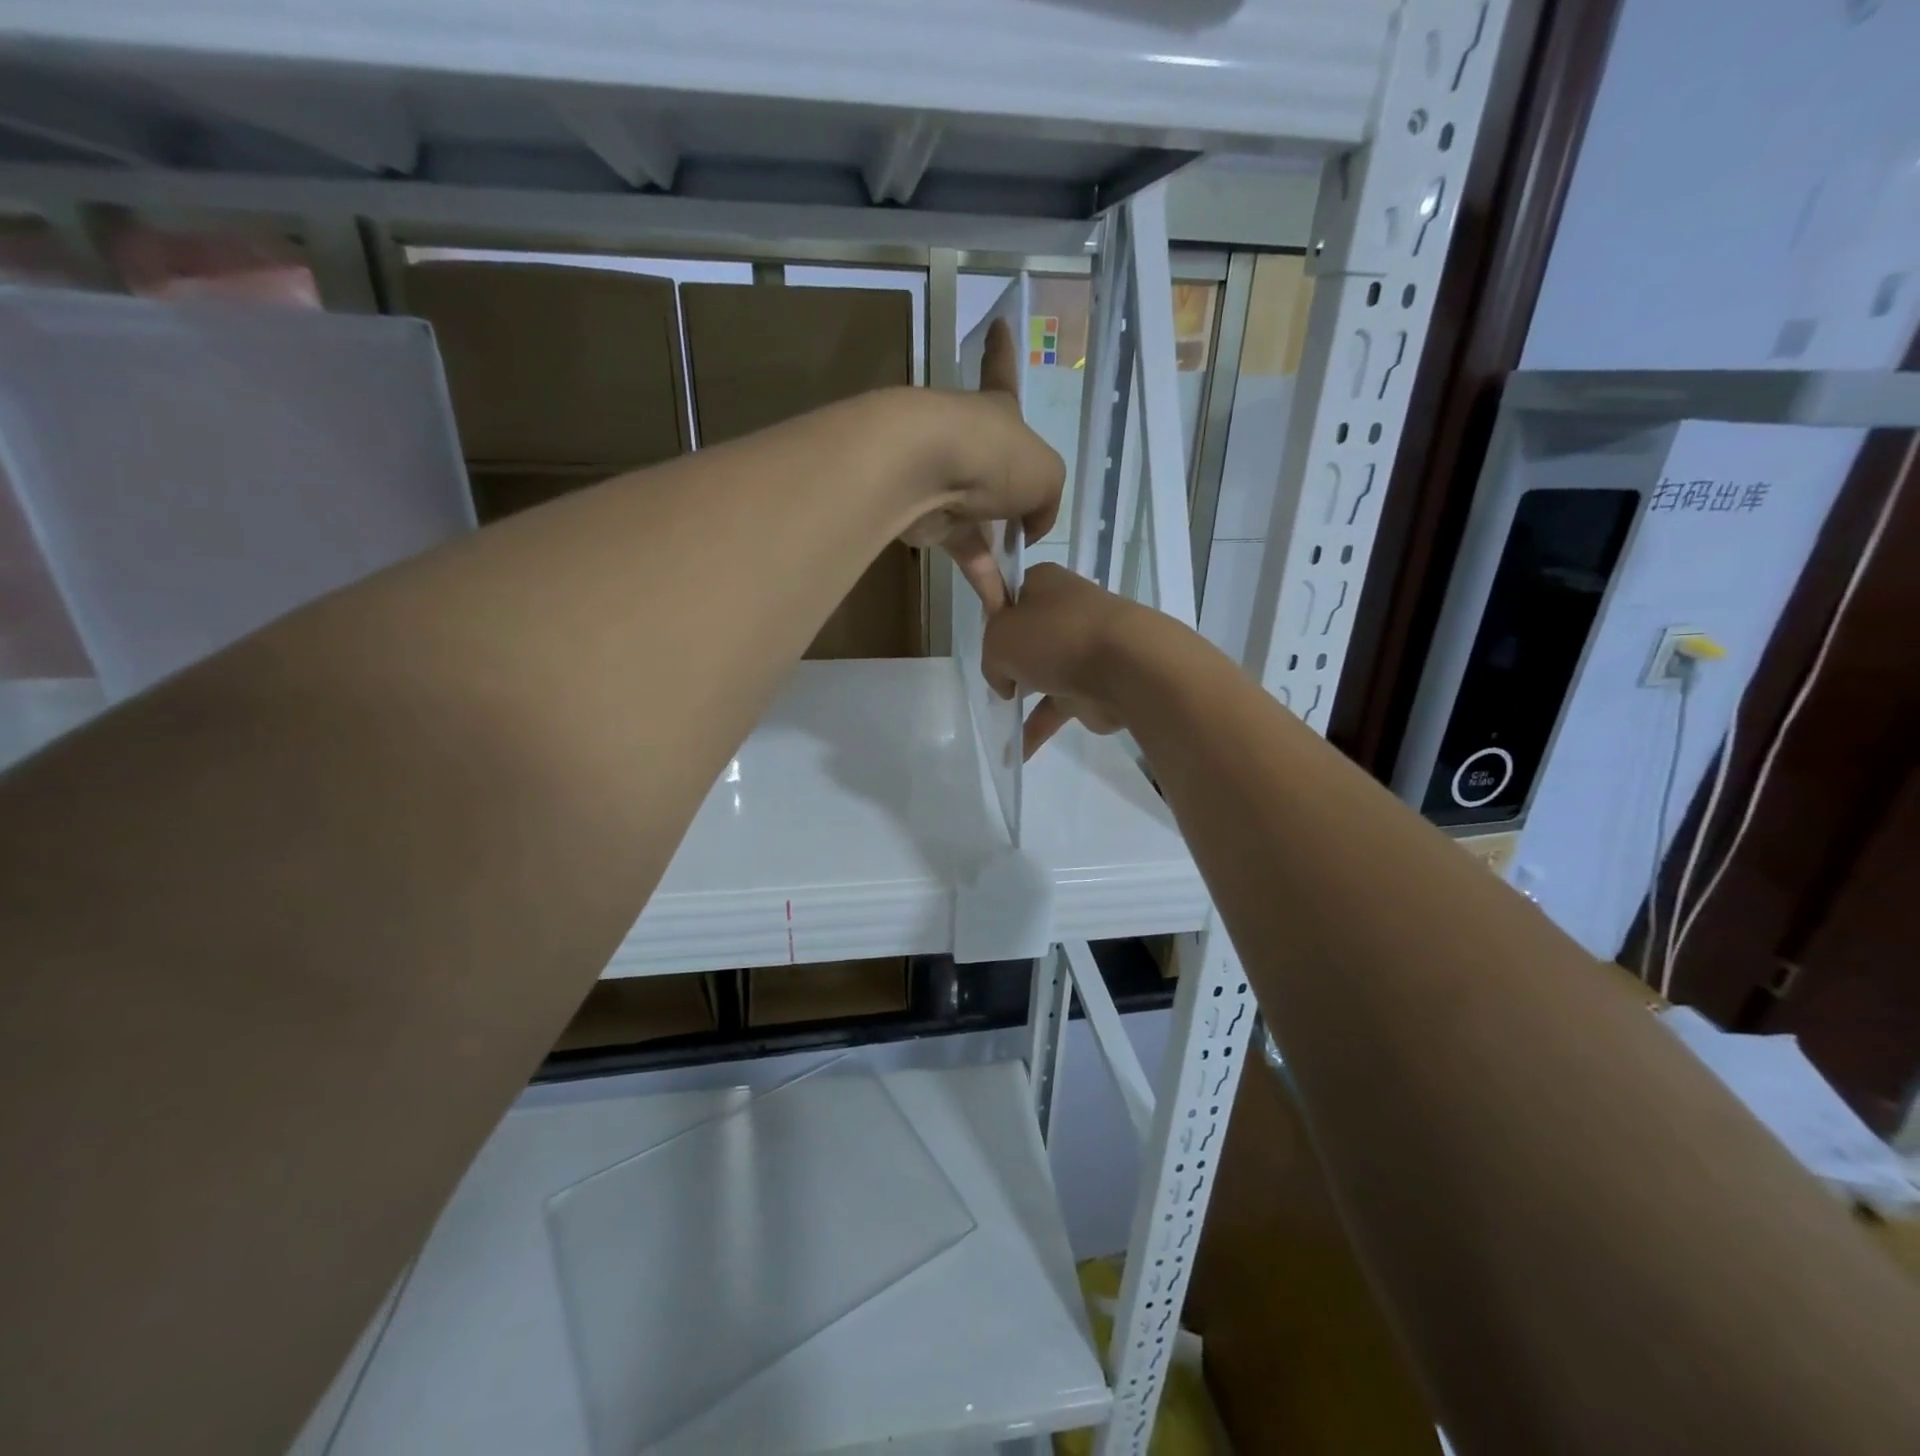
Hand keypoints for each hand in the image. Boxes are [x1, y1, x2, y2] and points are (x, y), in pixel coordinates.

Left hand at [898, 318, 1062, 610]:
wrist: (922, 469)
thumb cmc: (993, 455)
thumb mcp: (1046, 475)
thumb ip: (1047, 501)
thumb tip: (1031, 529)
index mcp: (998, 412)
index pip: (1002, 371)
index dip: (1003, 350)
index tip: (1000, 324)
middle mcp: (968, 440)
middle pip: (993, 466)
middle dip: (1010, 494)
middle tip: (1026, 525)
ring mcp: (943, 479)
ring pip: (978, 520)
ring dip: (999, 554)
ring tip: (1022, 585)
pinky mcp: (925, 519)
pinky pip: (961, 551)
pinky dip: (981, 577)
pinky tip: (999, 606)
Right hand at [982, 563, 1149, 757]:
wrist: (1125, 666)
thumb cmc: (1054, 638)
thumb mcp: (998, 641)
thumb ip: (991, 659)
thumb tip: (1006, 682)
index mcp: (1044, 584)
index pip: (1011, 597)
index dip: (995, 621)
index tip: (985, 644)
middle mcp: (1065, 611)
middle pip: (1028, 636)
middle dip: (1011, 659)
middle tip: (994, 678)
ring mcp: (1083, 649)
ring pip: (1044, 672)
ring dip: (1024, 696)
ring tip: (1000, 719)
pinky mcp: (1095, 684)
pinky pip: (1057, 707)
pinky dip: (1038, 728)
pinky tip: (1018, 753)